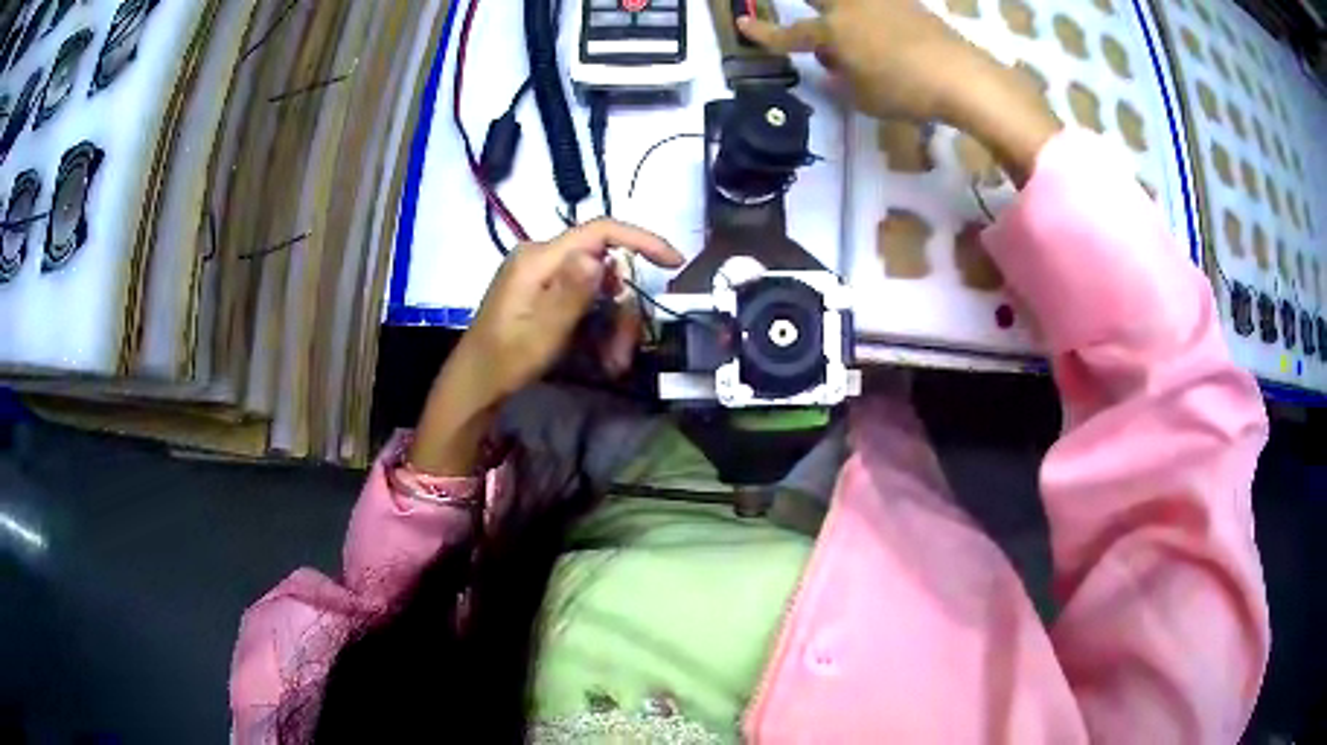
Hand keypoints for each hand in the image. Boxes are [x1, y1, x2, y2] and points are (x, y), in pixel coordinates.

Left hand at [458, 218, 683, 401]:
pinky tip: (602, 357)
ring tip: (613, 363)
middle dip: (622, 309)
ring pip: (599, 288)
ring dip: (613, 325)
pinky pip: (585, 300)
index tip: (674, 262)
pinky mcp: (545, 292)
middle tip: (625, 352)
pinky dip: (598, 327)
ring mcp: (544, 275)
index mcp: (539, 258)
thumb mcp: (542, 332)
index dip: (641, 240)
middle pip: (604, 267)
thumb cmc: (506, 361)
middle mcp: (543, 257)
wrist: (476, 384)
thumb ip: (570, 293)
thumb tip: (597, 257)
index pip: (600, 232)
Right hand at [737, 0, 993, 121]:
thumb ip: (840, 78)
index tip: (743, 27)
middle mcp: (851, 6)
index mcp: (833, 32)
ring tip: (859, 43)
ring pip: (852, 1)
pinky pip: (881, 3)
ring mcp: (882, 0)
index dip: (766, 34)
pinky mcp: (909, 3)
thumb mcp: (862, 97)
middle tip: (821, 29)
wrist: (961, 75)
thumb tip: (833, 61)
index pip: (791, 34)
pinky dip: (875, 13)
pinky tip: (885, 30)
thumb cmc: (905, 91)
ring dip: (843, 12)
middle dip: (813, 9)